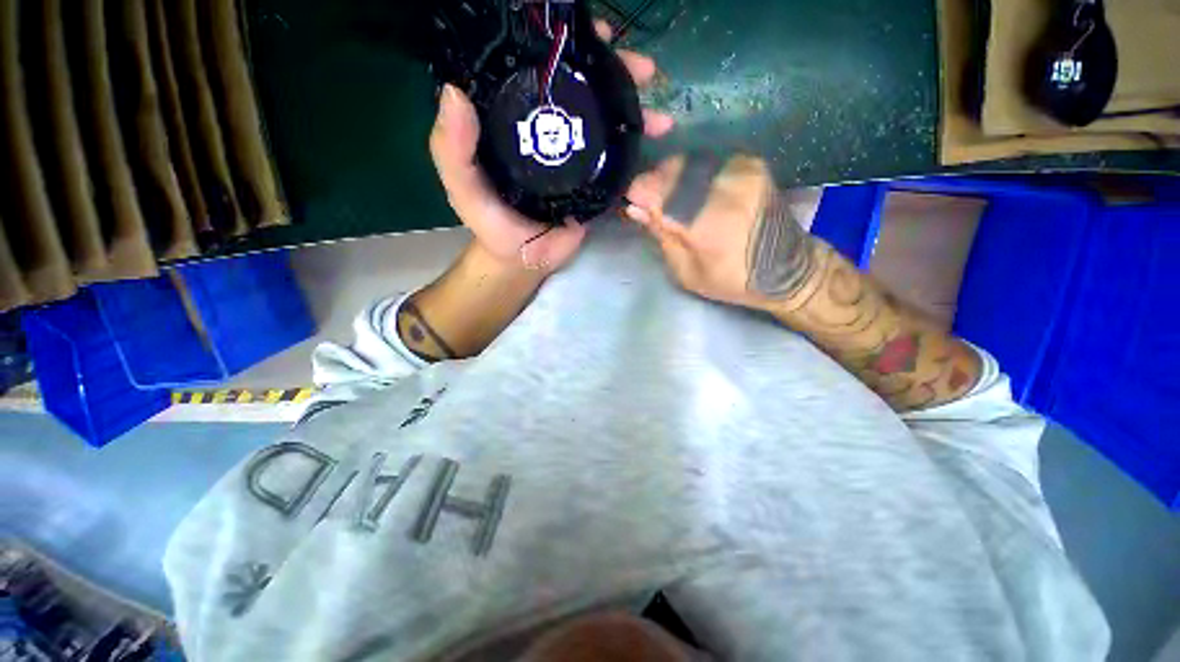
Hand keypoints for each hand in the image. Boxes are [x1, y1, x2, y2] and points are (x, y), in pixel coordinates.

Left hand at [429, 21, 674, 275]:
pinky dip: (640, 160)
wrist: (523, 260)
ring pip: (610, 126)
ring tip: (660, 118)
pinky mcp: (595, 186)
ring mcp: (579, 159)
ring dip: (638, 115)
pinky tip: (657, 155)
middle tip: (643, 70)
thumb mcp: (462, 185)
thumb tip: (454, 92)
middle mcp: (553, 131)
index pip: (544, 72)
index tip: (595, 36)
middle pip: (588, 94)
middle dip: (619, 77)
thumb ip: (453, 149)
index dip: (568, 49)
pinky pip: (620, 167)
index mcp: (520, 121)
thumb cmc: (490, 223)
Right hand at [623, 154, 817, 312]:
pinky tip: (691, 191)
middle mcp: (725, 189)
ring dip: (672, 178)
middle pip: (672, 171)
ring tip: (670, 199)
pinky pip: (707, 161)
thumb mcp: (688, 273)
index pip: (659, 193)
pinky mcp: (750, 165)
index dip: (638, 194)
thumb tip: (636, 209)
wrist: (789, 269)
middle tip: (651, 204)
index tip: (632, 203)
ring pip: (688, 162)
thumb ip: (662, 237)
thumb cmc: (734, 281)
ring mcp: (741, 171)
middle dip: (654, 185)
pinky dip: (692, 173)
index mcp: (708, 225)